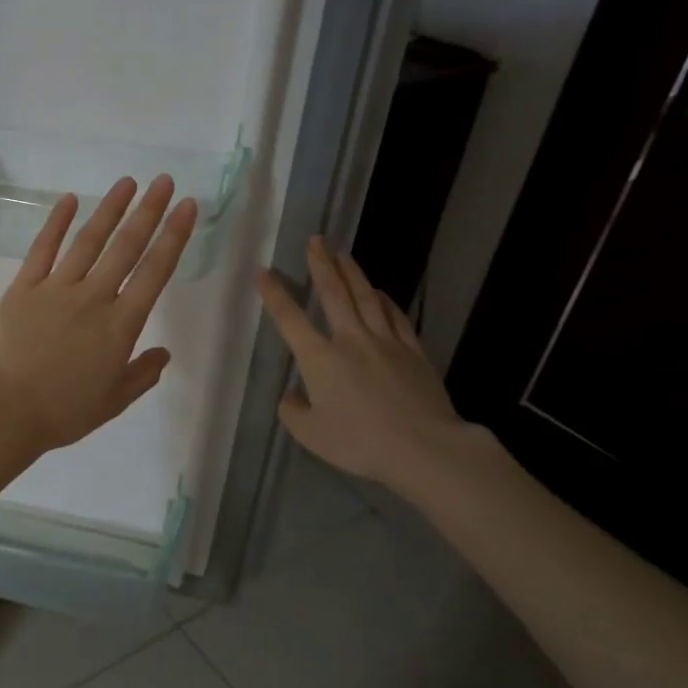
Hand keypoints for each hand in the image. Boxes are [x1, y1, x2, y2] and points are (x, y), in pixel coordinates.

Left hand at [0, 176, 197, 510]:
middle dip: (149, 211)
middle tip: (164, 181)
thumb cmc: (62, 413)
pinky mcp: (23, 288)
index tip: (187, 208)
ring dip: (110, 209)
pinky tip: (69, 200)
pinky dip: (56, 223)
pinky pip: (42, 249)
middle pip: (126, 247)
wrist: (4, 411)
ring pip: (88, 241)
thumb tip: (164, 353)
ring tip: (127, 182)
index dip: (174, 237)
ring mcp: (56, 289)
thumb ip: (142, 375)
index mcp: (120, 326)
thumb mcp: (113, 402)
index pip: (155, 272)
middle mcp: (93, 298)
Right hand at [256, 238, 478, 496]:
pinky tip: (380, 293)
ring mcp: (385, 342)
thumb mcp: (311, 435)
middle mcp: (350, 340)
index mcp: (319, 359)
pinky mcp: (413, 351)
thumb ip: (293, 411)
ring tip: (343, 254)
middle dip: (321, 264)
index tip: (264, 271)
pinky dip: (385, 301)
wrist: (423, 447)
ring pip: (366, 298)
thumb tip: (292, 395)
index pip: (290, 318)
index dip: (275, 294)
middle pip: (334, 293)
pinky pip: (396, 317)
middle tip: (316, 240)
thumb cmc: (359, 442)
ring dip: (353, 273)